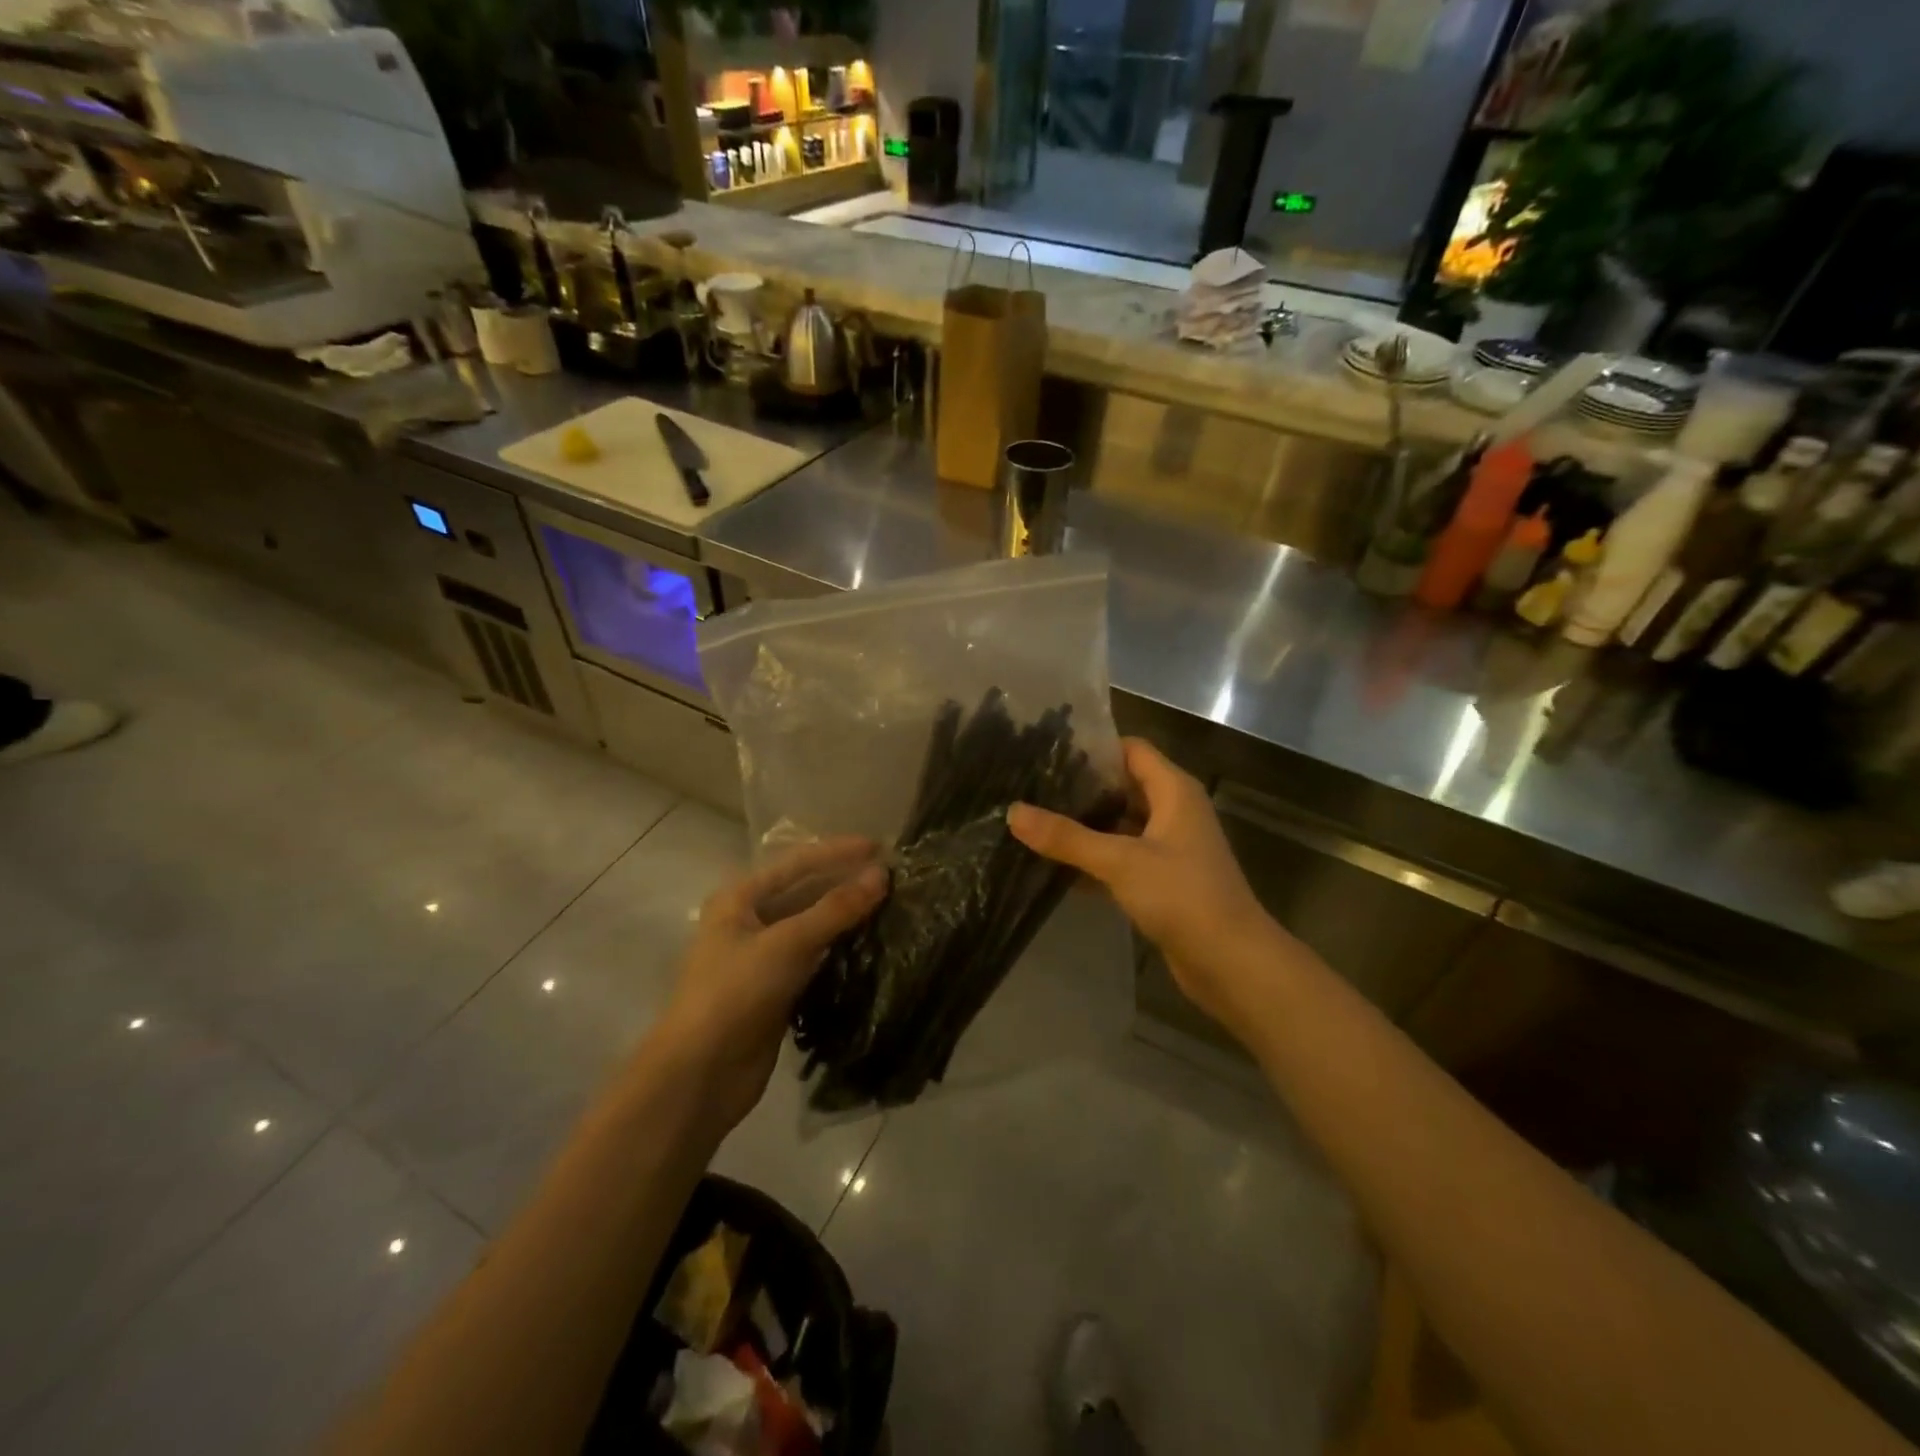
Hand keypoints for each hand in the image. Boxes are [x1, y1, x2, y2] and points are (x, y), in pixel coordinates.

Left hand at [656, 838, 887, 1129]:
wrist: (701, 1076)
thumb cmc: (735, 994)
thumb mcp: (788, 943)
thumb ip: (836, 908)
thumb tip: (882, 875)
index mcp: (740, 898)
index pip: (797, 863)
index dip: (839, 852)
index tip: (882, 847)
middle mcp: (749, 921)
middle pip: (805, 892)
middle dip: (845, 883)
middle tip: (893, 879)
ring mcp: (762, 958)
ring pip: (812, 927)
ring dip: (846, 918)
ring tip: (891, 907)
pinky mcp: (776, 990)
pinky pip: (814, 959)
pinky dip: (840, 950)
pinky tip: (872, 946)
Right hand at [1009, 738, 1282, 1035]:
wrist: (1231, 963)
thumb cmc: (1183, 896)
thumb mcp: (1120, 862)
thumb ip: (1067, 837)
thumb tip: (1013, 812)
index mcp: (1174, 791)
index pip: (1130, 749)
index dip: (1093, 748)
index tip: (1047, 751)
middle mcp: (1173, 811)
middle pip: (1122, 786)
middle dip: (1081, 788)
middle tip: (1030, 787)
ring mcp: (1169, 848)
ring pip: (1120, 825)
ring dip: (1085, 825)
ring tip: (1035, 821)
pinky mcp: (1162, 881)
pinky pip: (1122, 858)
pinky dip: (1094, 859)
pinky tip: (1055, 865)